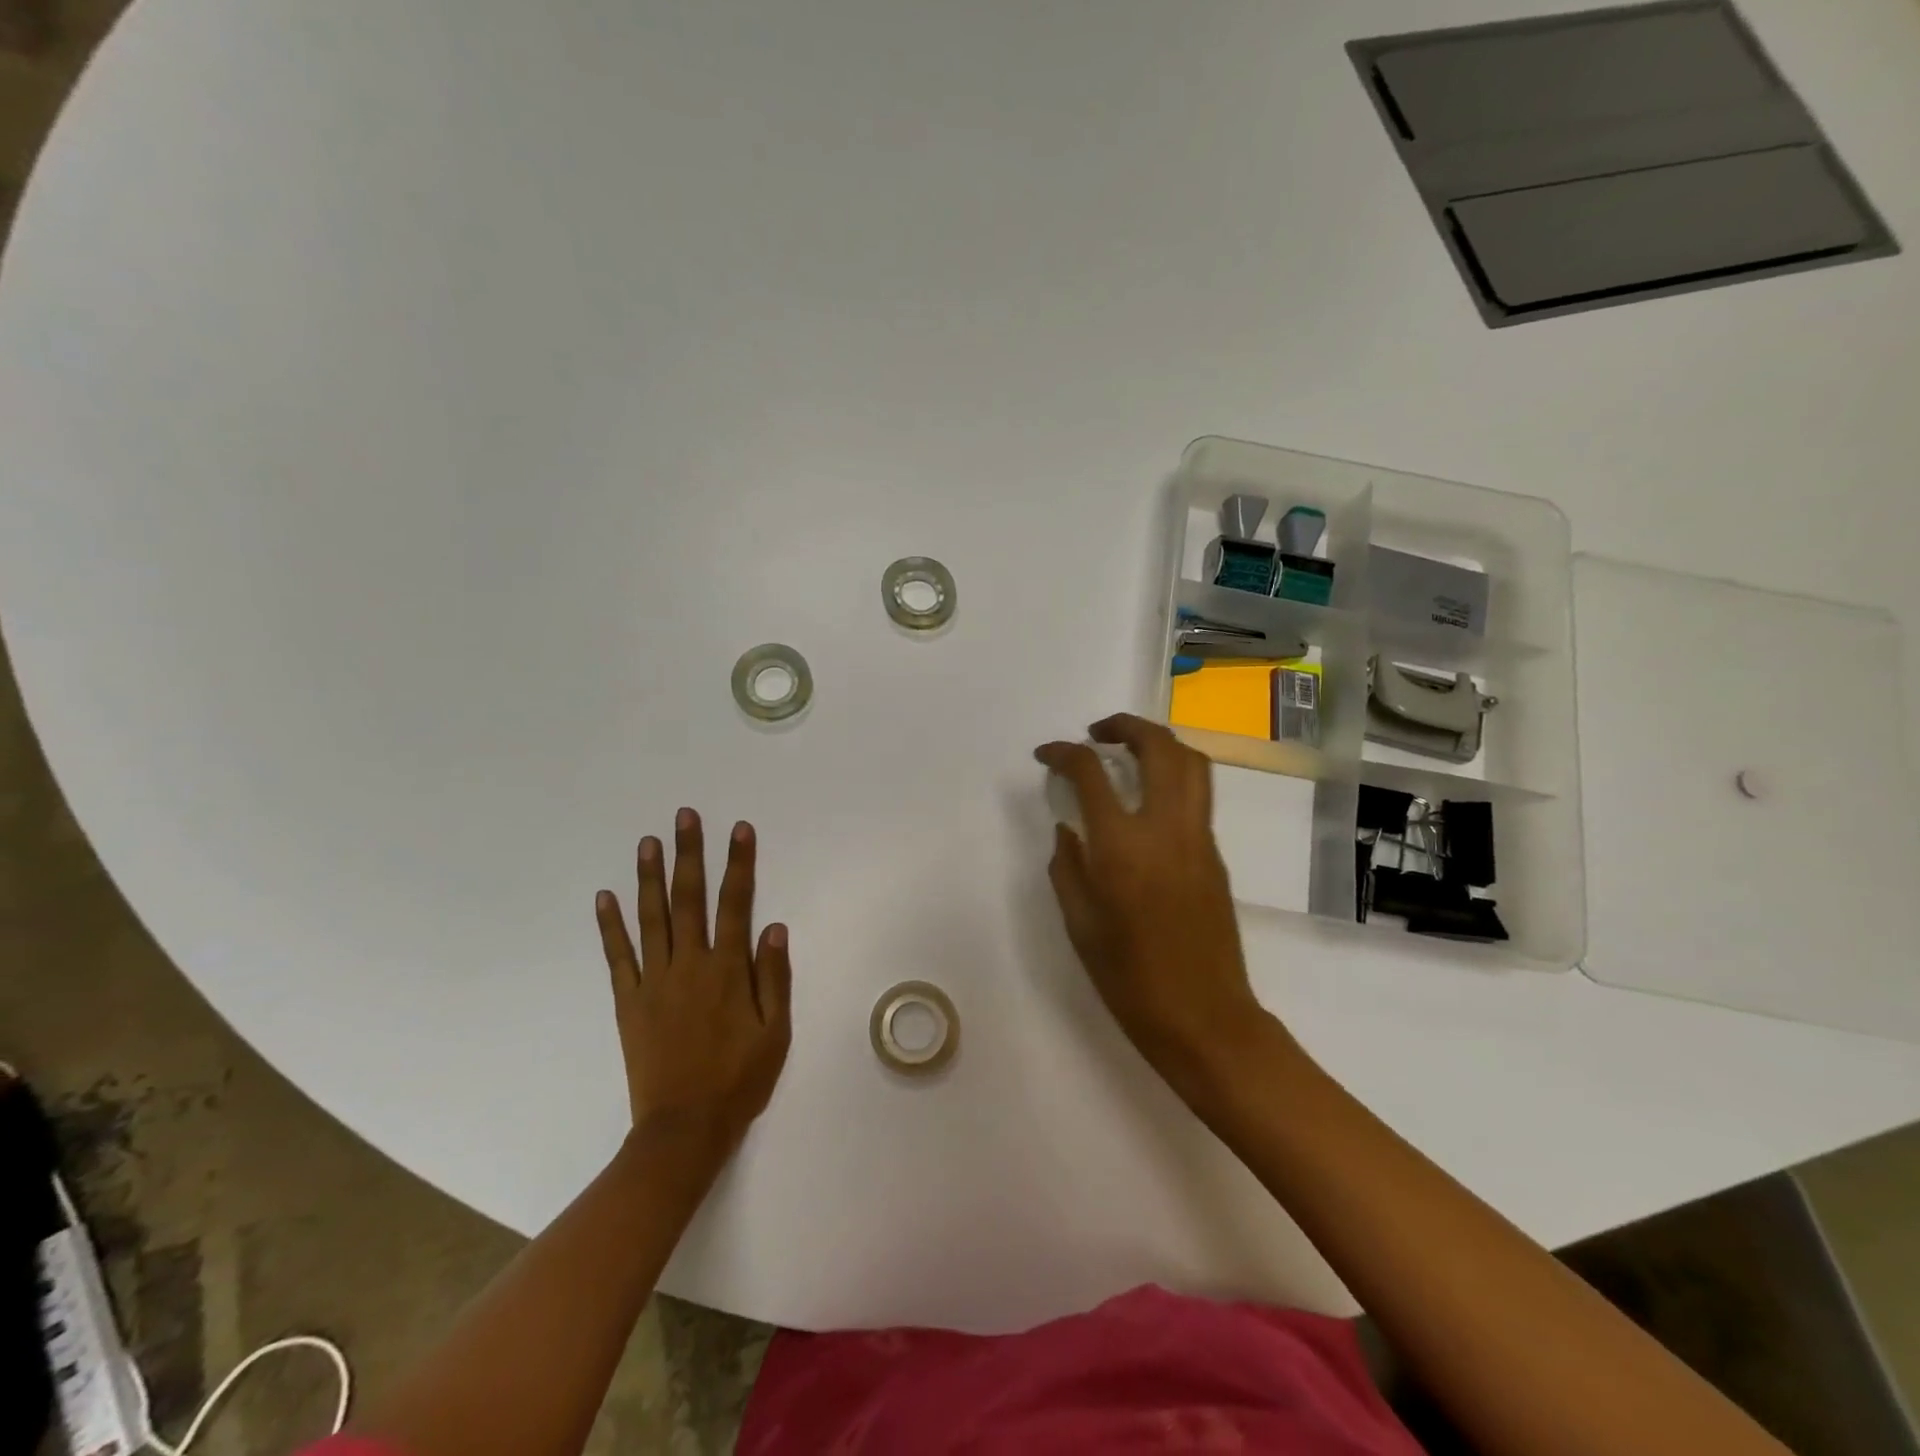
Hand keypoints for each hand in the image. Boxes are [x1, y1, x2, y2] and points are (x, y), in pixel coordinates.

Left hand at [594, 809, 791, 1157]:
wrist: (684, 1128)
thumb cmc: (739, 1079)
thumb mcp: (775, 1032)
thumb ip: (774, 977)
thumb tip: (774, 927)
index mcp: (727, 971)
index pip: (736, 904)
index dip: (739, 864)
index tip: (740, 830)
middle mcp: (689, 965)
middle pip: (689, 899)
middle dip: (689, 854)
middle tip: (685, 816)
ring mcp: (654, 981)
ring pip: (652, 918)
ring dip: (650, 877)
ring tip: (648, 841)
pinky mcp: (629, 1001)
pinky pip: (618, 956)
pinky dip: (611, 926)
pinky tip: (607, 897)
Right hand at [1035, 715, 1277, 1099]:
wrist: (1204, 1017)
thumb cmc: (1130, 979)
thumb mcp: (1080, 924)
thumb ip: (1068, 866)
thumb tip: (1068, 828)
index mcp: (1122, 847)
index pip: (1091, 773)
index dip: (1064, 753)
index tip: (1045, 755)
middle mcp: (1167, 829)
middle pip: (1158, 747)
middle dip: (1125, 726)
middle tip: (1096, 733)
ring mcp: (1199, 838)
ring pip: (1192, 762)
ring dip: (1159, 742)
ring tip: (1128, 750)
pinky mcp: (1215, 854)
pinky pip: (1198, 794)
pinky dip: (1173, 774)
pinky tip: (1147, 796)